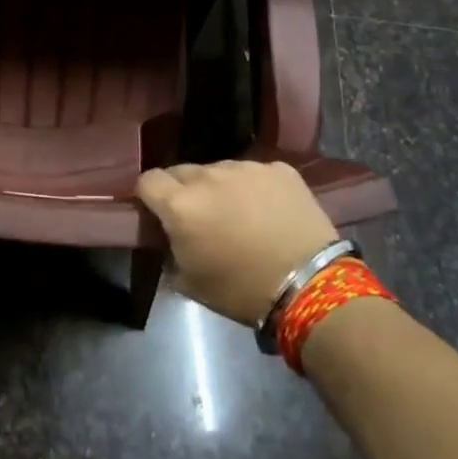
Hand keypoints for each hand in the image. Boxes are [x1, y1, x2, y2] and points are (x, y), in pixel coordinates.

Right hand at [136, 160, 340, 325]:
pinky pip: (254, 173)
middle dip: (183, 190)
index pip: (147, 181)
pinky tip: (268, 211)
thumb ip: (170, 248)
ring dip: (219, 187)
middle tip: (199, 217)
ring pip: (218, 169)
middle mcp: (208, 176)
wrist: (311, 287)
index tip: (158, 213)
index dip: (149, 196)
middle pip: (181, 171)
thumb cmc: (241, 290)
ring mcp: (246, 168)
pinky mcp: (279, 169)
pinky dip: (254, 188)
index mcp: (180, 204)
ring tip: (238, 214)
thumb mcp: (188, 281)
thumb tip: (170, 236)